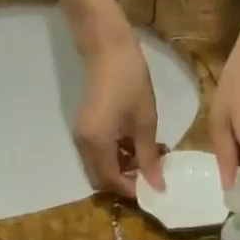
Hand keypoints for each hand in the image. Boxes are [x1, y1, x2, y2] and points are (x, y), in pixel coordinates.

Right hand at [74, 32, 164, 198]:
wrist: (108, 49)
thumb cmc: (131, 81)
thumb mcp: (145, 121)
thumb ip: (149, 156)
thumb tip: (157, 186)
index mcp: (97, 143)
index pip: (112, 180)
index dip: (132, 189)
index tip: (154, 188)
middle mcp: (84, 144)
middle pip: (101, 179)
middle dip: (124, 183)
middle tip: (150, 177)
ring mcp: (81, 136)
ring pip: (99, 168)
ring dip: (121, 171)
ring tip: (147, 161)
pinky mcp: (85, 129)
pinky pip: (98, 155)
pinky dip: (115, 158)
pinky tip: (135, 148)